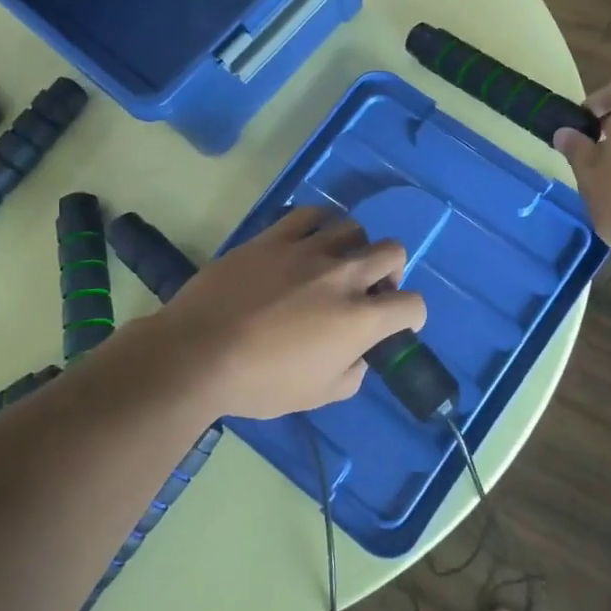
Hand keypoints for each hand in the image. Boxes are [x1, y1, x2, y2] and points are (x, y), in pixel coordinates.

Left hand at [145, 206, 426, 420]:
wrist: (198, 354)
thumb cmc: (260, 383)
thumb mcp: (318, 395)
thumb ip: (352, 374)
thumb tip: (358, 356)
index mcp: (360, 318)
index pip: (412, 305)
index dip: (412, 316)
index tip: (399, 323)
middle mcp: (343, 276)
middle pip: (393, 252)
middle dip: (392, 272)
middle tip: (371, 290)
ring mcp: (308, 250)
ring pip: (354, 228)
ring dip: (356, 247)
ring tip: (338, 264)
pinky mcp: (275, 237)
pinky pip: (311, 215)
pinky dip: (321, 225)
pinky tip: (312, 240)